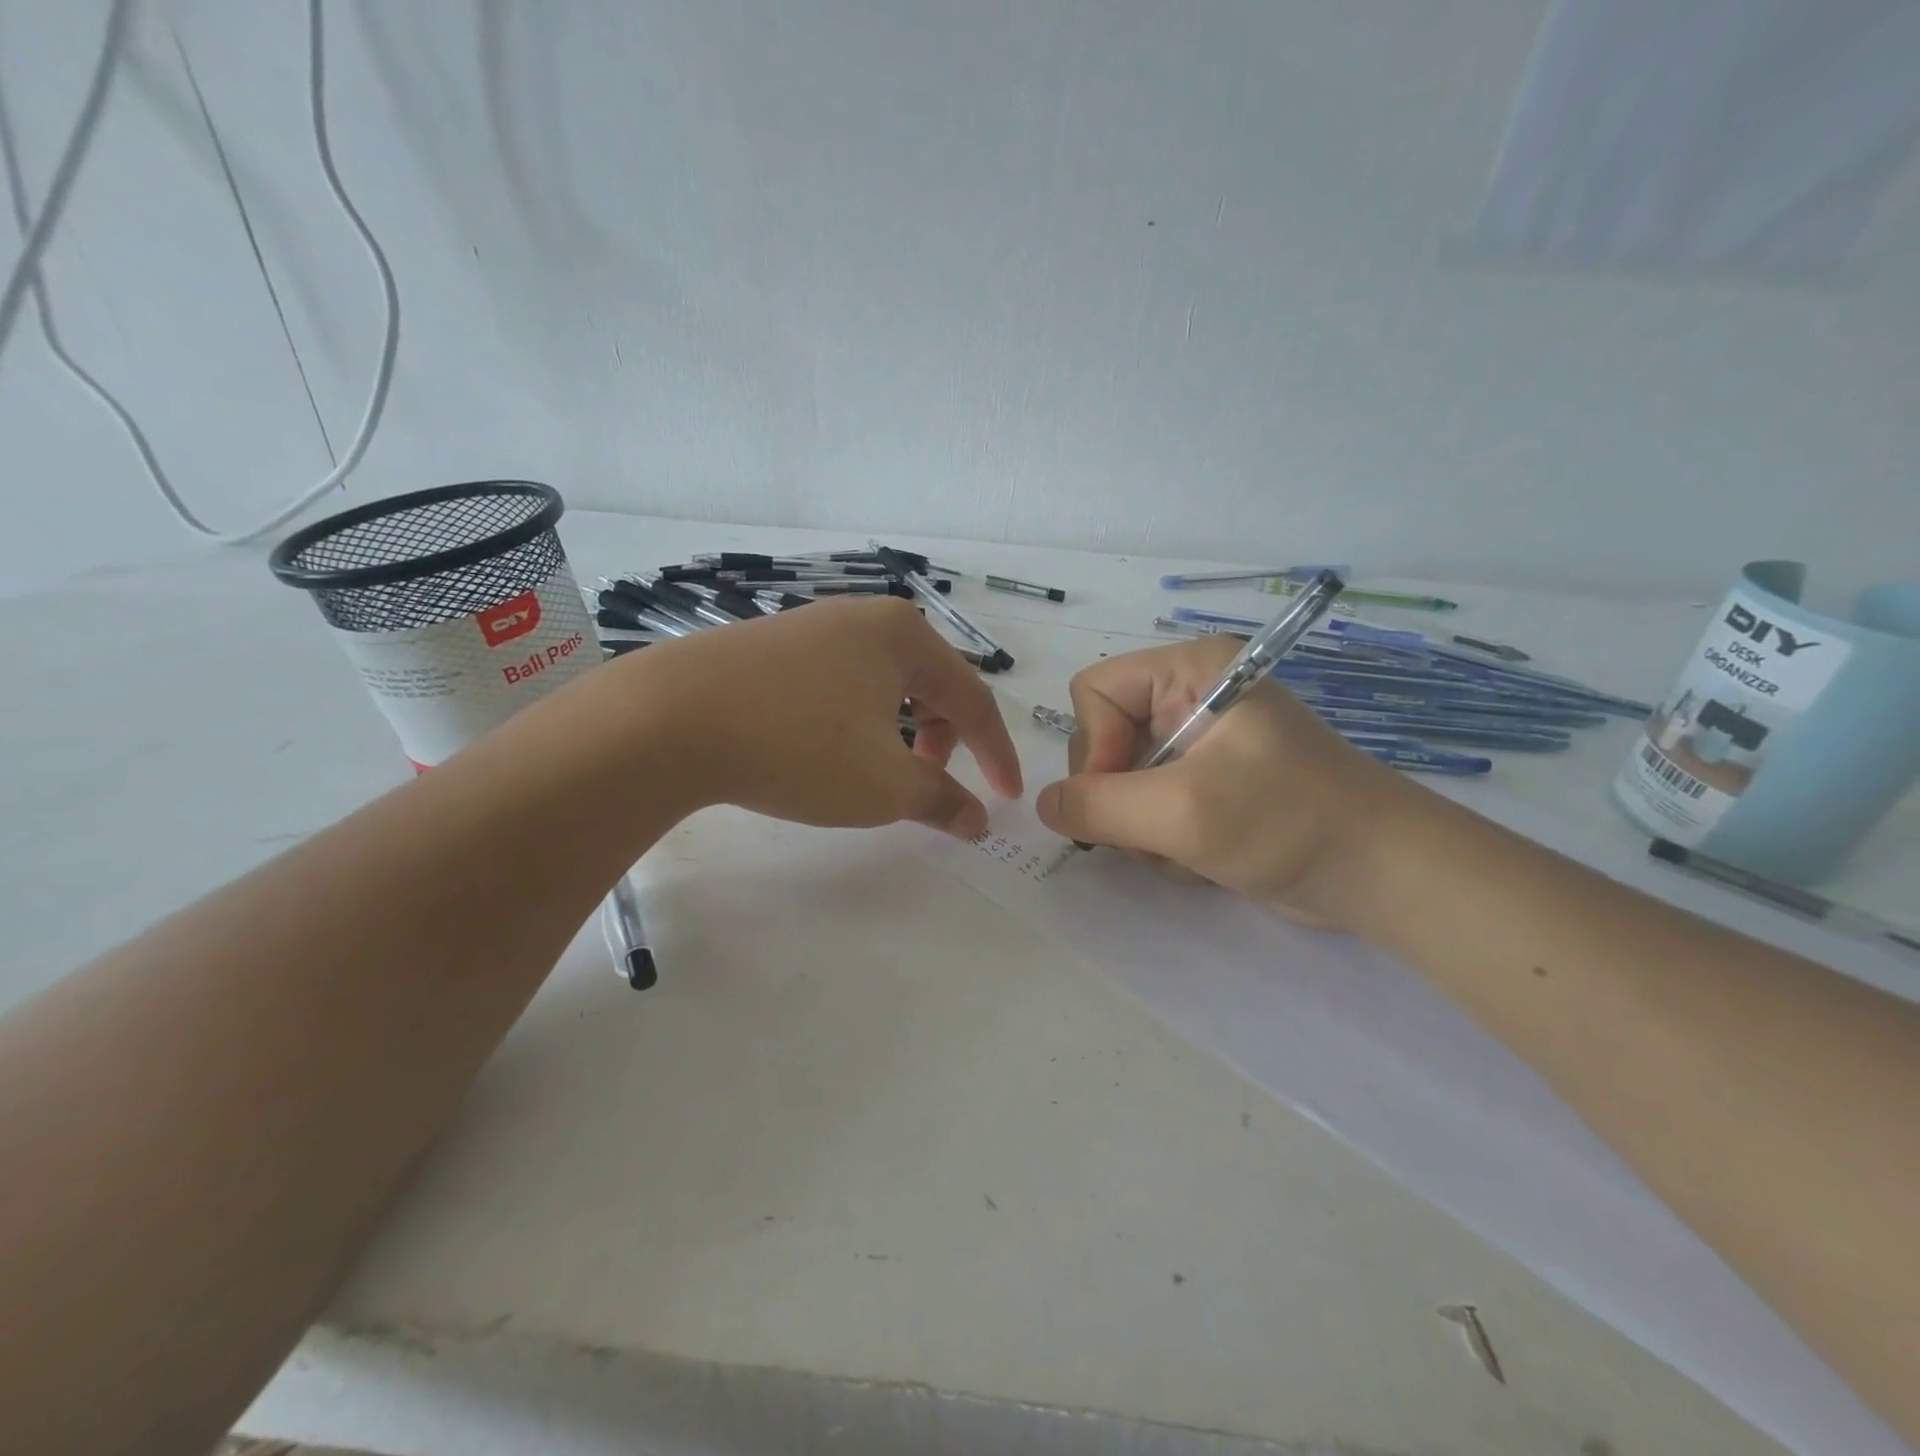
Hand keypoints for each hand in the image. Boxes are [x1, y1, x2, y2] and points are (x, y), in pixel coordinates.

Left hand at [628, 597, 1022, 837]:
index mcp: (905, 636)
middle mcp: (863, 618)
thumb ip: (942, 800)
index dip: (996, 754)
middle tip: (931, 785)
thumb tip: (977, 820)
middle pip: (929, 685)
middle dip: (944, 741)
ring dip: (898, 733)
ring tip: (878, 771)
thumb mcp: (885, 785)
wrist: (668, 720)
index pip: (974, 699)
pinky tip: (827, 750)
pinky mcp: (770, 646)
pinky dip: (855, 721)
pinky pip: (838, 684)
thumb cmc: (800, 746)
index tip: (1005, 799)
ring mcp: (812, 626)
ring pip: (882, 686)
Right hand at [1033, 636, 1414, 927]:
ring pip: (1120, 782)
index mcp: (1190, 672)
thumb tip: (1044, 805)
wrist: (1381, 876)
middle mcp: (1190, 698)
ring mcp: (1199, 745)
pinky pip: (1149, 807)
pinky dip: (1162, 841)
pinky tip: (1200, 859)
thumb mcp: (1182, 812)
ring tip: (1186, 850)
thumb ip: (1098, 805)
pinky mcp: (1207, 785)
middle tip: (1156, 833)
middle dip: (1120, 797)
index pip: (1094, 690)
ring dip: (1141, 829)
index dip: (1094, 744)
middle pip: (1103, 739)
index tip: (1121, 795)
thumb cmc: (1287, 821)